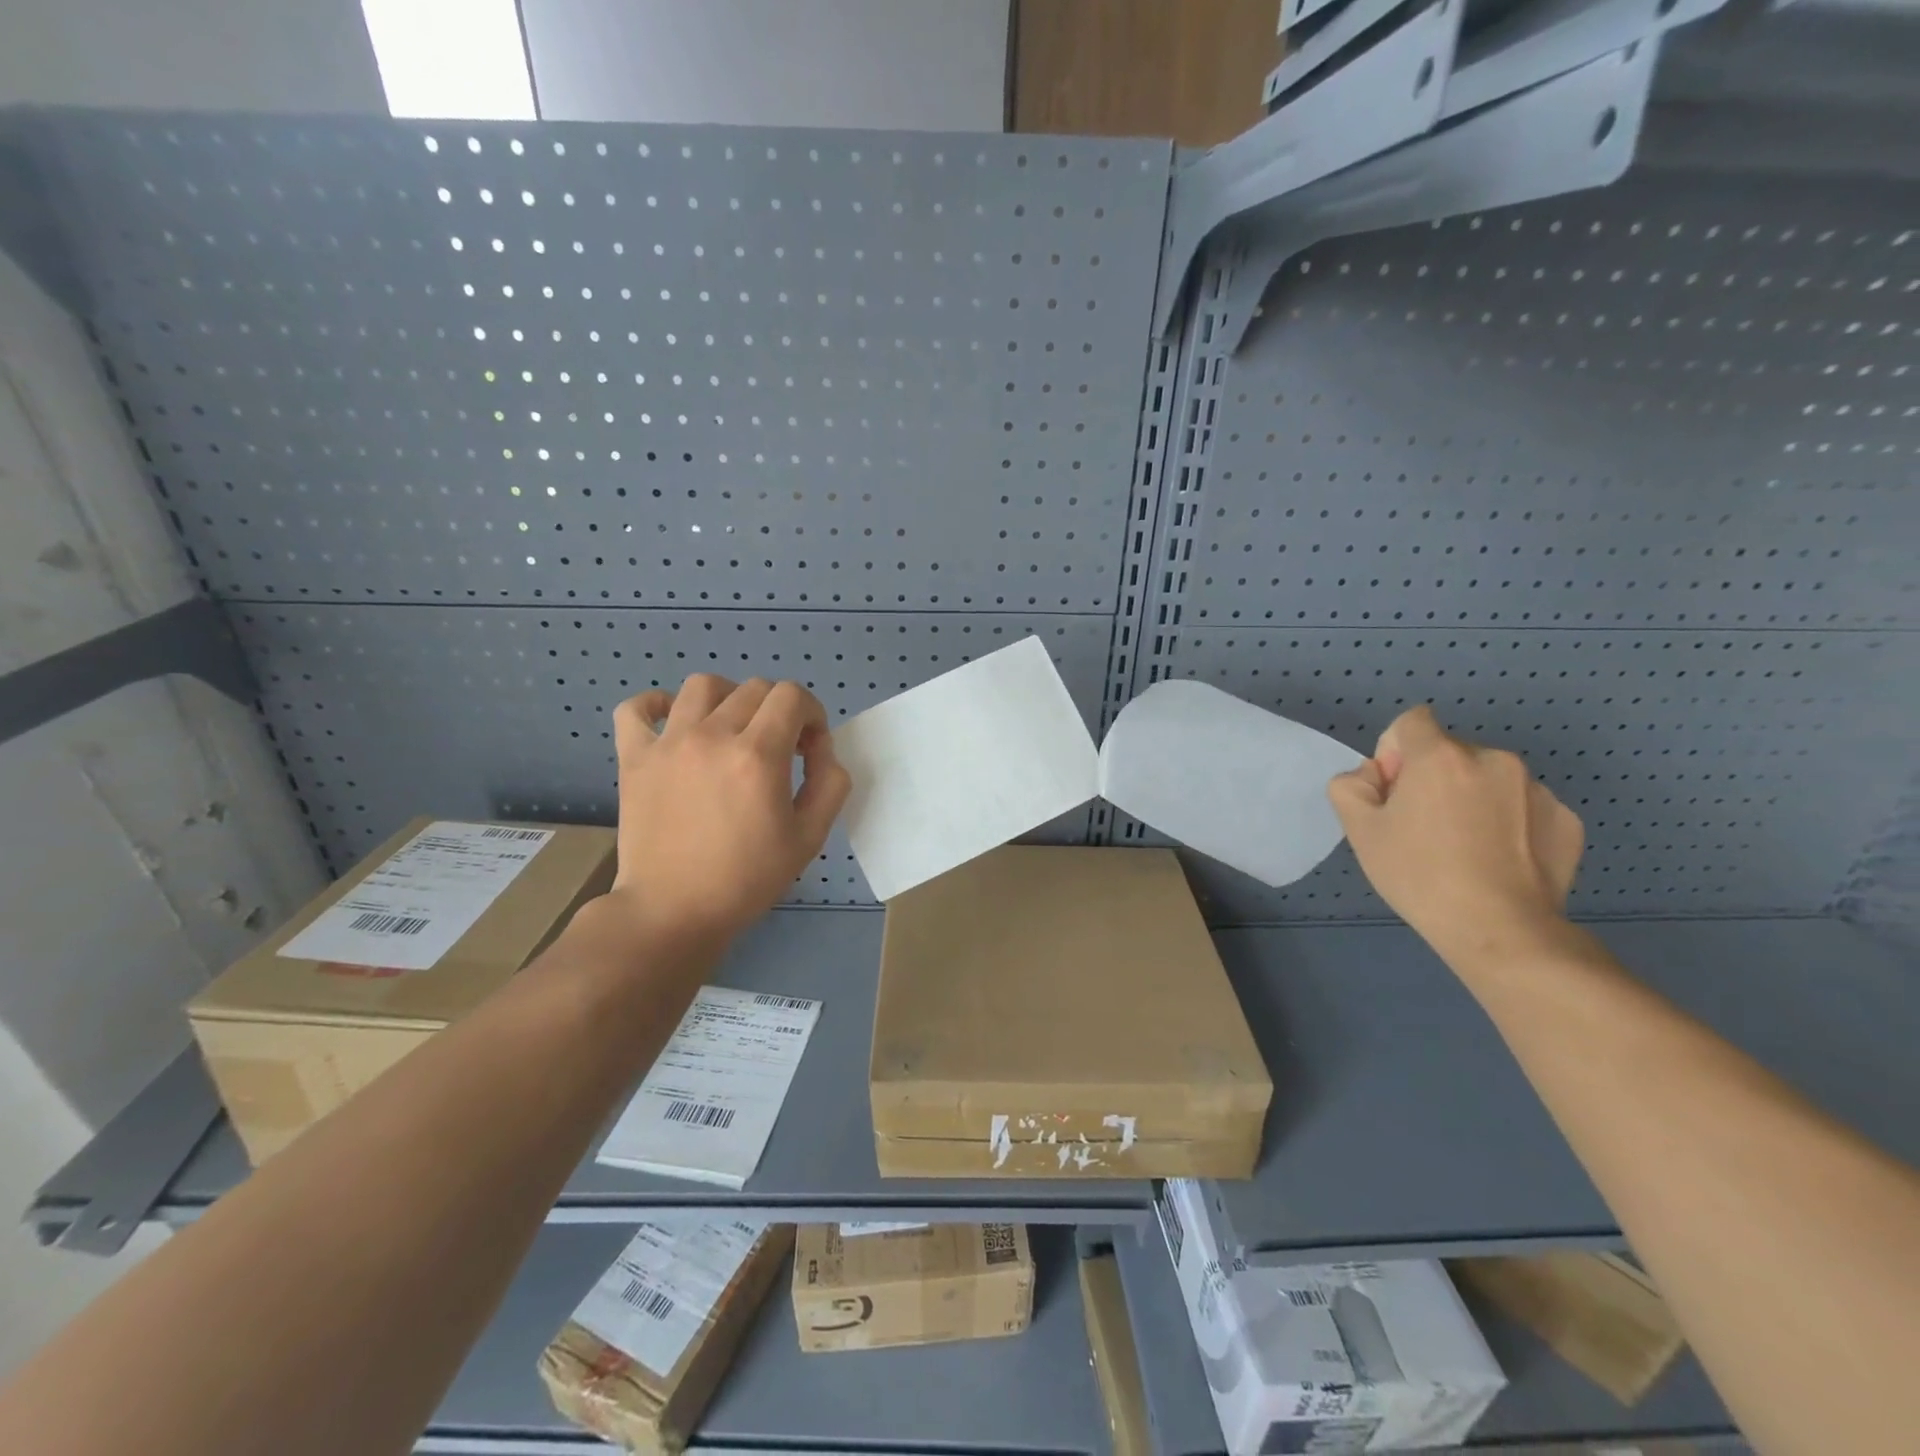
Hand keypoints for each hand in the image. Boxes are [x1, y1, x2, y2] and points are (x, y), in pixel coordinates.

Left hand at [601, 676, 851, 947]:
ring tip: (732, 730)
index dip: (811, 714)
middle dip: (779, 711)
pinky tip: (674, 723)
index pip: (792, 696)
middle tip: (779, 749)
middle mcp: (713, 736)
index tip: (809, 748)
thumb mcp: (810, 838)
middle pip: (755, 688)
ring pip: (703, 685)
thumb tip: (821, 751)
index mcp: (758, 755)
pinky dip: (656, 705)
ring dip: (729, 698)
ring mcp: (668, 743)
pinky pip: (636, 708)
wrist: (673, 912)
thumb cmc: (746, 880)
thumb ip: (829, 784)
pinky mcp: (634, 758)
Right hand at [1327, 705, 1583, 960]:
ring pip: (1488, 779)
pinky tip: (1499, 860)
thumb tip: (1375, 775)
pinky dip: (1508, 822)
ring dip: (1472, 798)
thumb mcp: (1359, 830)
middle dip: (1433, 778)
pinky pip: (1523, 806)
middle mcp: (1493, 759)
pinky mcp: (1567, 819)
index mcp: (1440, 756)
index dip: (1394, 752)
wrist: (1501, 930)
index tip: (1395, 794)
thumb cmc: (1419, 875)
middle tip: (1425, 829)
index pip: (1411, 722)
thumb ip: (1351, 785)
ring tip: (1466, 848)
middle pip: (1450, 752)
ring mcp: (1537, 788)